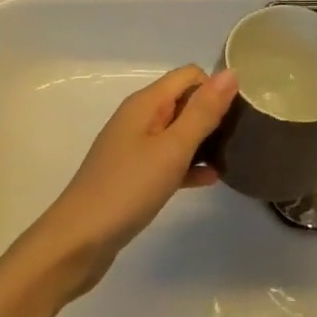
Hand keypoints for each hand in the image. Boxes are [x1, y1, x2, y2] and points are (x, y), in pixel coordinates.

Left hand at [30, 66, 237, 297]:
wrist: (76, 243)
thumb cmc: (127, 189)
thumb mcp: (172, 149)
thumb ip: (202, 112)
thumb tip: (230, 73)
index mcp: (145, 103)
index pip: (189, 75)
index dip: (214, 88)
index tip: (237, 115)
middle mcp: (138, 118)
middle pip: (183, 100)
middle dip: (211, 113)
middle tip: (239, 137)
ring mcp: (133, 148)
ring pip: (177, 132)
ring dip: (202, 141)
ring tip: (231, 157)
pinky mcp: (132, 175)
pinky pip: (167, 159)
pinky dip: (188, 165)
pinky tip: (210, 180)